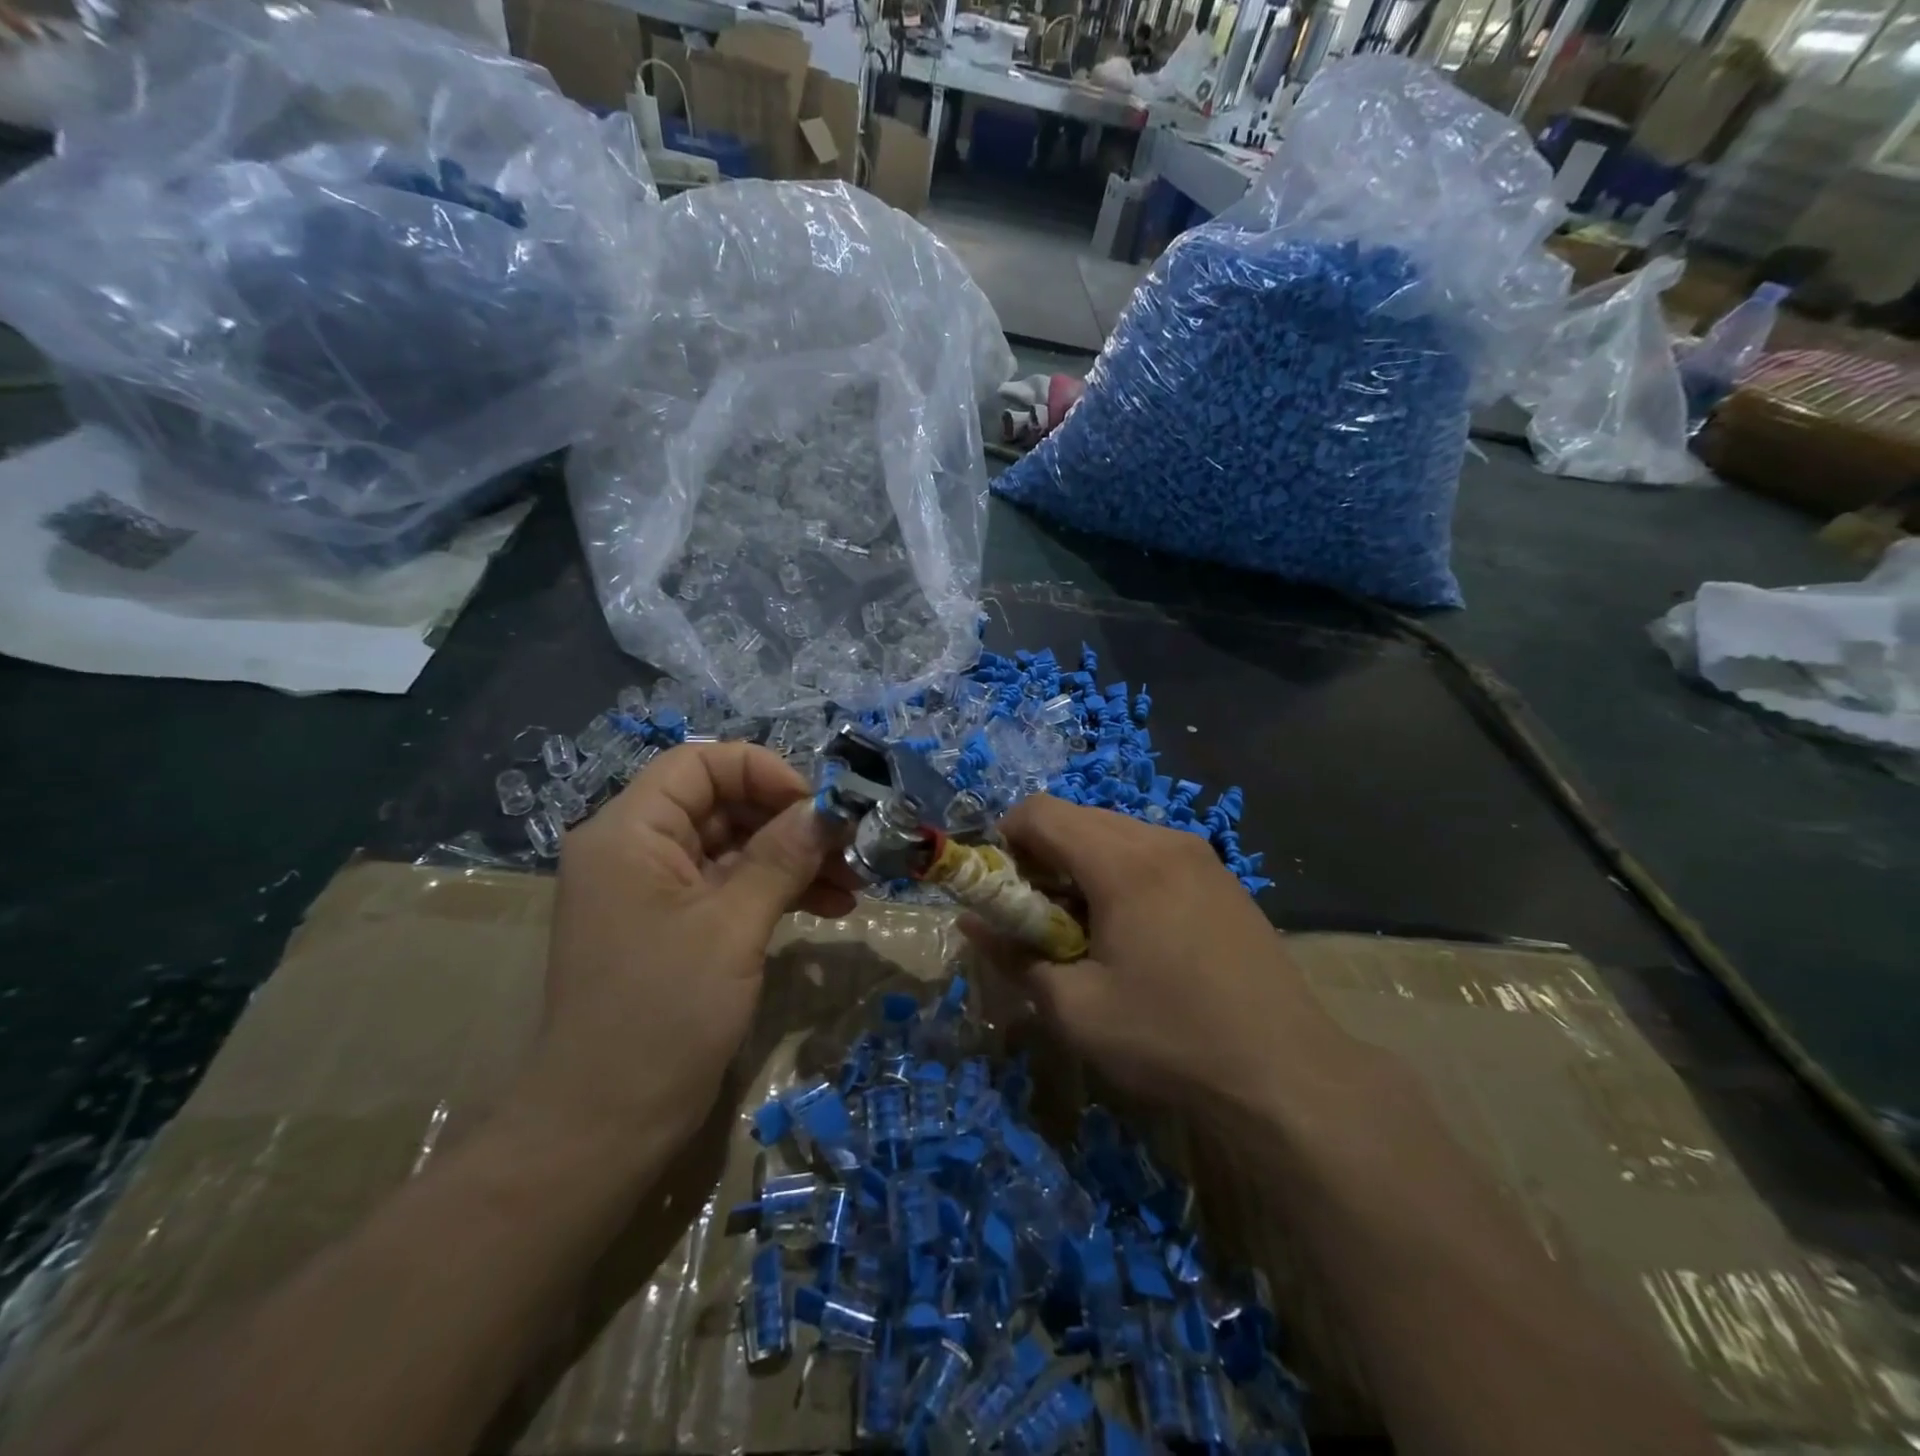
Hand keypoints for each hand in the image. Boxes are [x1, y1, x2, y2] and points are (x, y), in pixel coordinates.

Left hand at [518, 743, 855, 1154]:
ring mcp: (656, 891)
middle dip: (790, 822)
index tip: (817, 807)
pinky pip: (731, 888)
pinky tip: (831, 907)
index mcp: (629, 832)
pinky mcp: (676, 927)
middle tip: (851, 847)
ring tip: (854, 882)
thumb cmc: (662, 1014)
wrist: (603, 1128)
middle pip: (722, 805)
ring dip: (794, 859)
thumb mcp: (732, 926)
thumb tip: (827, 809)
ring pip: (735, 848)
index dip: (763, 772)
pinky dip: (778, 891)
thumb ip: (781, 857)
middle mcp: (637, 850)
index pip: (700, 764)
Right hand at [963, 795, 1357, 1113]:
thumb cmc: (1170, 1038)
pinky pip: (1150, 851)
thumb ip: (1014, 957)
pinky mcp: (1221, 876)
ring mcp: (1199, 854)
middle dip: (1042, 854)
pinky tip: (1134, 930)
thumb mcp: (1075, 1009)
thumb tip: (971, 925)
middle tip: (1039, 916)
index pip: (1040, 812)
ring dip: (1081, 863)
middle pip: (1077, 816)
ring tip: (1086, 927)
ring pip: (1114, 831)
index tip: (1002, 892)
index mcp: (1124, 862)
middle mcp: (1162, 840)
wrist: (1287, 1073)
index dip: (1004, 841)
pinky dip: (1120, 872)